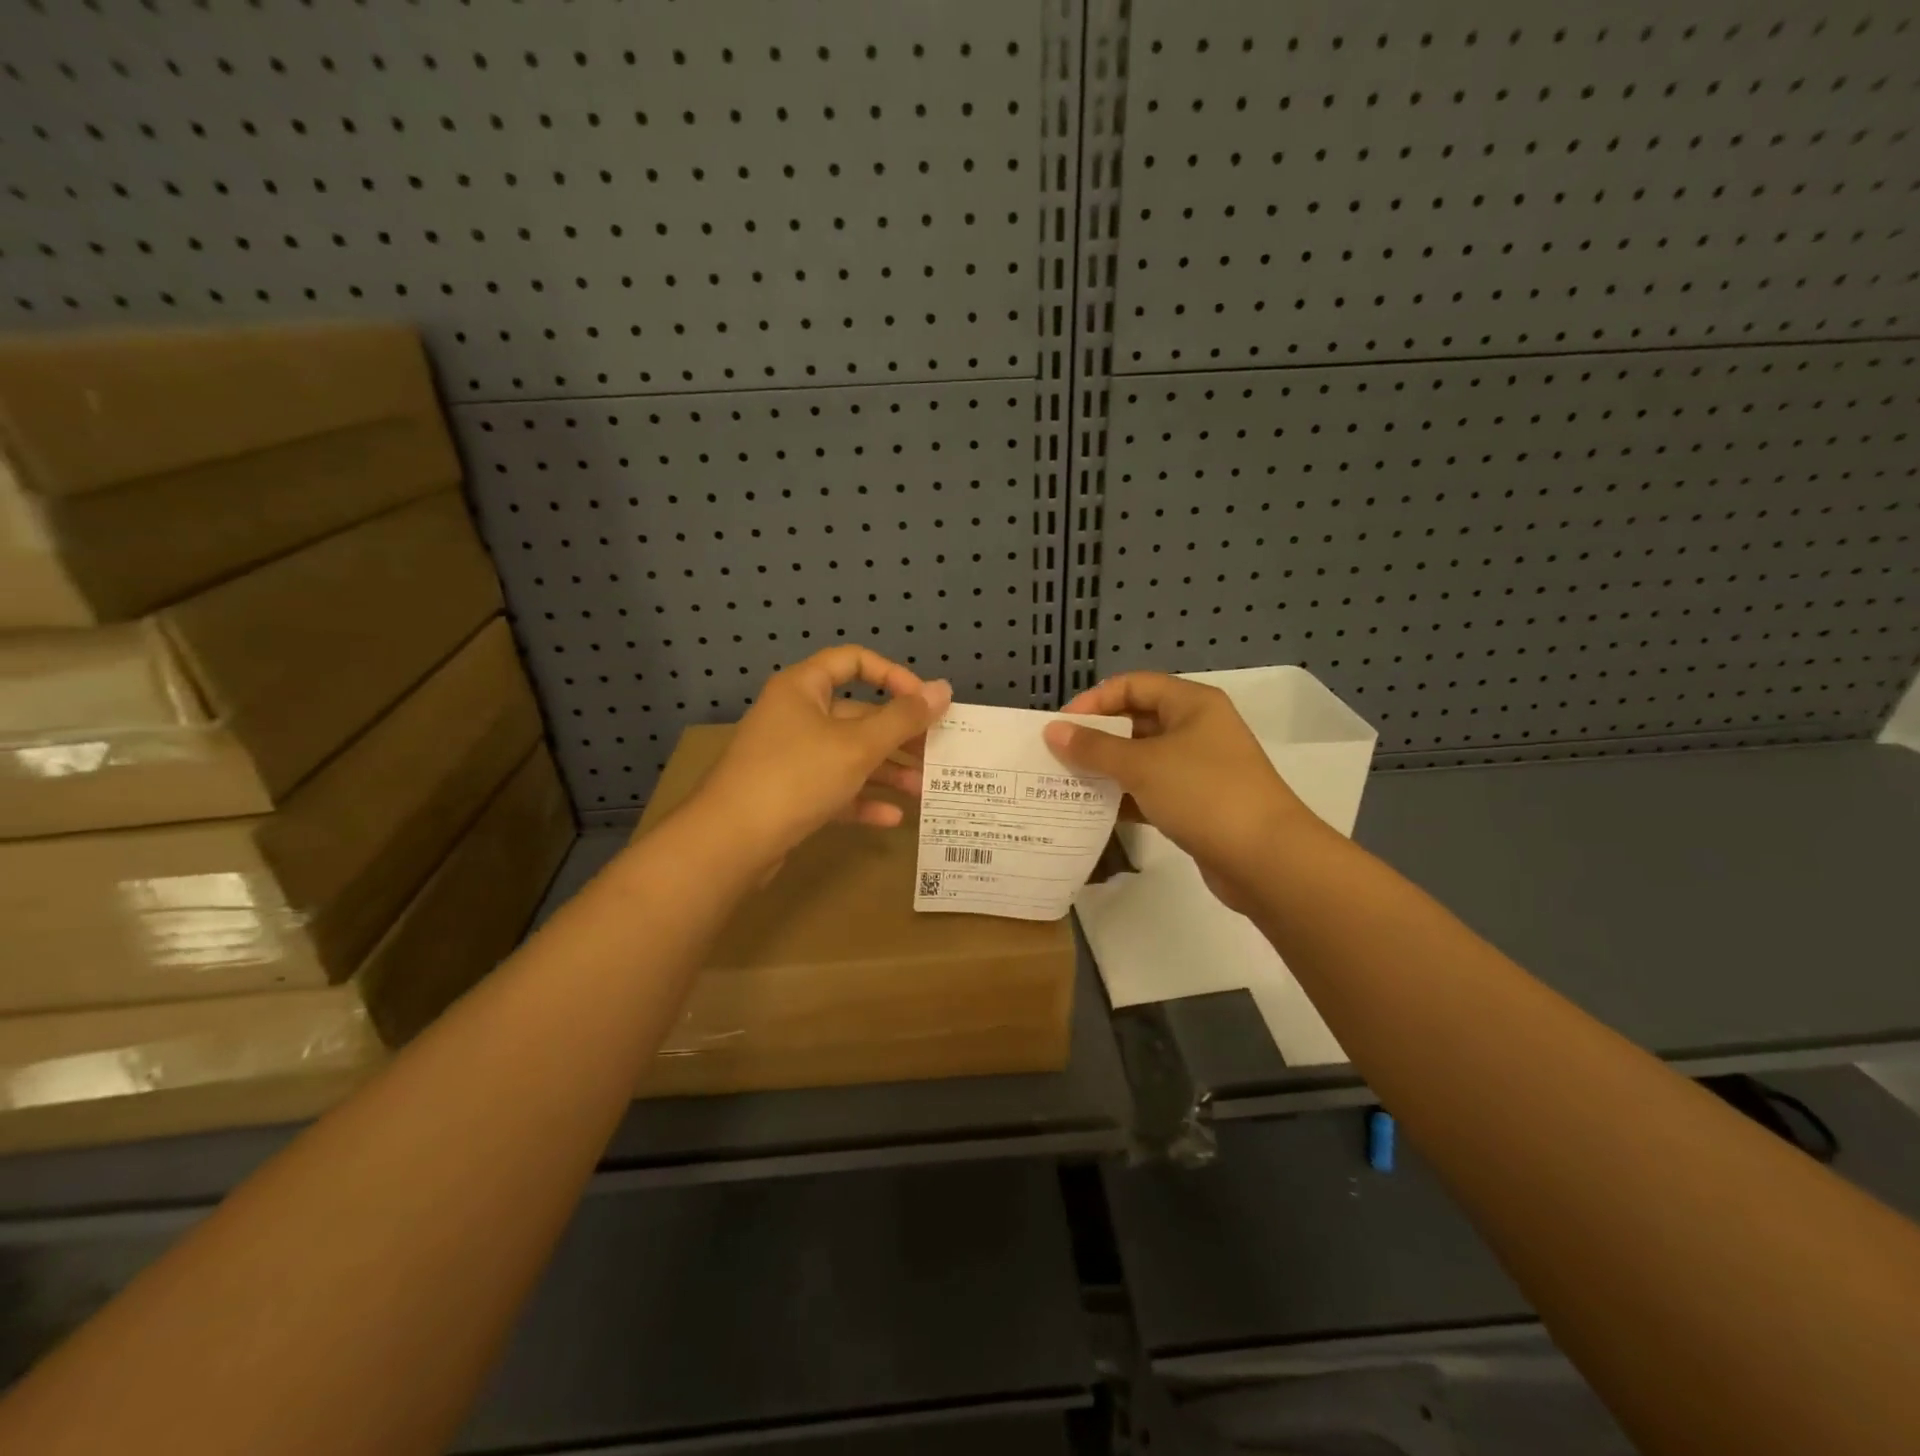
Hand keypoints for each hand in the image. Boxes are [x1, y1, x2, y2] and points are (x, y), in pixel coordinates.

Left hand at [689, 647, 950, 870]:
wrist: (730, 842)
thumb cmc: (796, 776)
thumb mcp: (858, 745)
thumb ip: (904, 718)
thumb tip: (944, 688)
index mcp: (803, 688)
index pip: (853, 661)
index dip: (893, 676)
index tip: (925, 702)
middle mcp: (795, 716)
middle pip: (856, 714)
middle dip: (898, 735)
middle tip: (935, 753)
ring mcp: (790, 757)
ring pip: (848, 755)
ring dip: (886, 771)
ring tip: (922, 790)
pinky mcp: (788, 795)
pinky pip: (834, 789)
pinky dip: (862, 799)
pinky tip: (892, 817)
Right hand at [1042, 674, 1320, 913]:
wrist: (1266, 859)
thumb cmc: (1203, 794)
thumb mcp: (1142, 765)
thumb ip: (1094, 748)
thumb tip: (1052, 731)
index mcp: (1191, 704)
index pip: (1132, 685)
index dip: (1094, 701)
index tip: (1060, 727)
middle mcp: (1197, 729)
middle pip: (1136, 721)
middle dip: (1096, 738)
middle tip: (1057, 758)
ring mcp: (1199, 768)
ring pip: (1142, 759)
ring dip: (1107, 770)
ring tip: (1066, 785)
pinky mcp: (1197, 803)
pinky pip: (1152, 790)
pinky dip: (1125, 797)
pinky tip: (1094, 811)